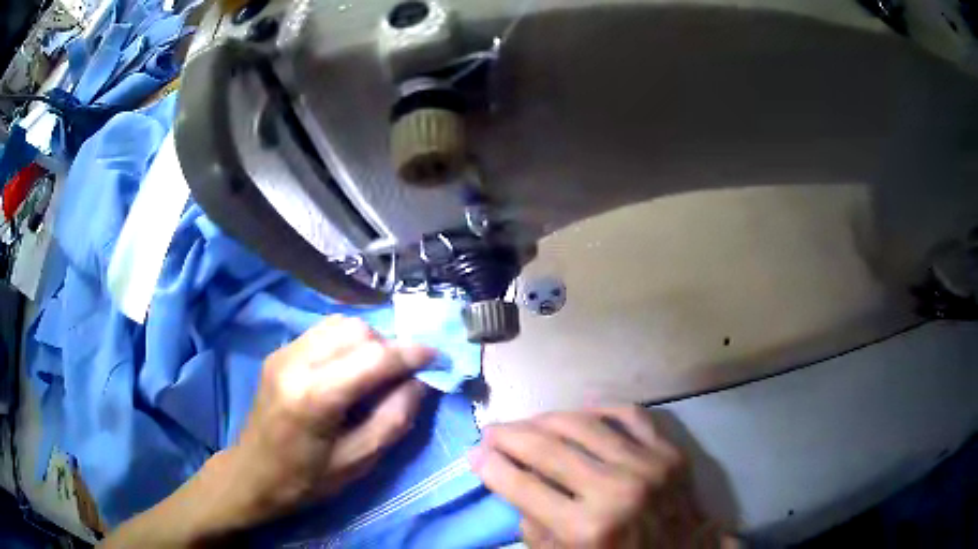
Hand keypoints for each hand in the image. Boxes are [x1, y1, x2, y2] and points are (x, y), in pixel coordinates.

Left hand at [220, 316, 434, 524]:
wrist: (252, 475)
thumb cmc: (305, 480)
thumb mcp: (358, 463)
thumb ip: (393, 419)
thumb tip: (419, 382)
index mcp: (314, 396)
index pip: (373, 357)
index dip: (411, 354)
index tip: (437, 357)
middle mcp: (296, 361)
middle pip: (357, 330)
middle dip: (389, 346)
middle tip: (403, 375)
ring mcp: (284, 352)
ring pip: (341, 323)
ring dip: (369, 341)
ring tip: (377, 371)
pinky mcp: (280, 352)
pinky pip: (323, 331)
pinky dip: (347, 341)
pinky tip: (350, 368)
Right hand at [469, 406, 726, 547]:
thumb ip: (535, 525)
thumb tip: (511, 481)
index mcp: (586, 528)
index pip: (522, 486)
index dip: (490, 466)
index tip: (475, 455)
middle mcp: (616, 491)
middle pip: (547, 447)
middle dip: (509, 435)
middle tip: (492, 431)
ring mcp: (648, 465)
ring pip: (584, 423)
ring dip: (546, 418)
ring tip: (529, 423)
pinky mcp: (669, 451)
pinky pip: (630, 414)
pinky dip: (601, 409)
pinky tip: (581, 412)